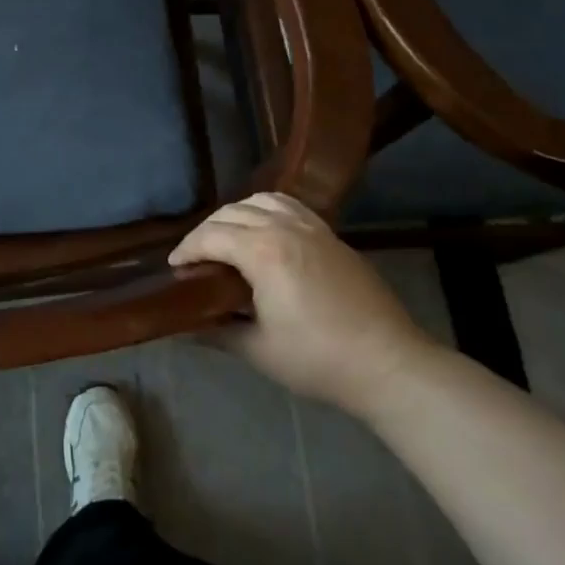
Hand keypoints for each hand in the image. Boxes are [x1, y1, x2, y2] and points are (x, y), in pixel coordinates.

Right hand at [170, 192, 435, 414]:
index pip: (211, 236)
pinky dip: (267, 209)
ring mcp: (313, 228)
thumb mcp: (259, 350)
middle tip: (195, 259)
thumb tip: (186, 328)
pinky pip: (290, 206)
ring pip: (261, 200)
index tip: (175, 268)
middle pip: (232, 213)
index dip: (187, 249)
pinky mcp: (332, 236)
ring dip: (236, 214)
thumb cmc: (319, 360)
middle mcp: (285, 228)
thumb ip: (218, 332)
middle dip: (206, 231)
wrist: (389, 364)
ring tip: (227, 238)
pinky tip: (265, 231)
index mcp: (263, 252)